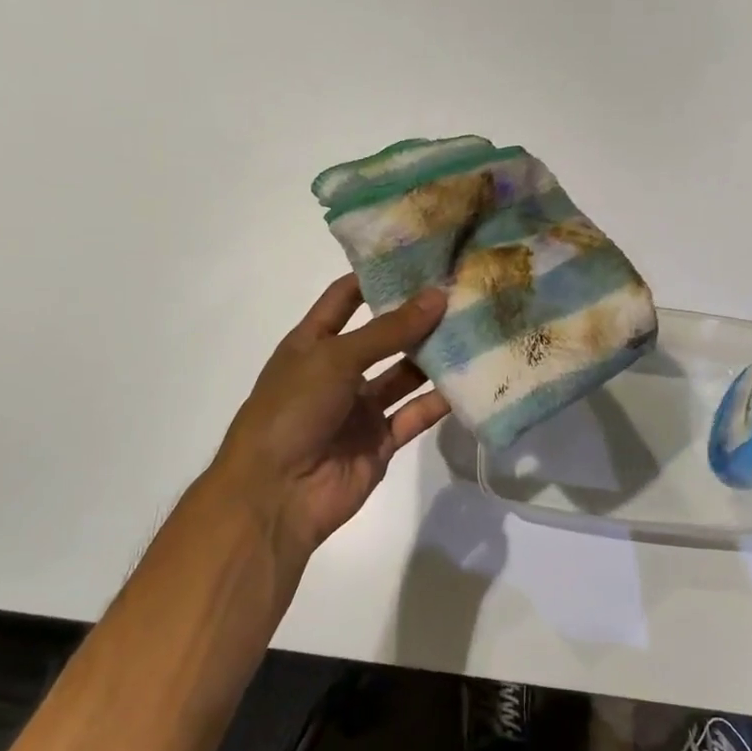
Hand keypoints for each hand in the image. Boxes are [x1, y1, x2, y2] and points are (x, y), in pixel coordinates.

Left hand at [208, 274, 449, 560]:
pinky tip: (473, 379)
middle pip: (384, 335)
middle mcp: (339, 371)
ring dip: (435, 356)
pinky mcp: (382, 440)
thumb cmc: (292, 410)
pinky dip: (441, 400)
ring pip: (405, 374)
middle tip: (463, 292)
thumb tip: (437, 296)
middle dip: (417, 316)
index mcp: (314, 343)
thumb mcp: (335, 358)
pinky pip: (416, 414)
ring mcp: (361, 407)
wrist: (275, 494)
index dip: (377, 276)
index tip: (420, 256)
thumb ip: (388, 330)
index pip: (346, 297)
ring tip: (476, 328)